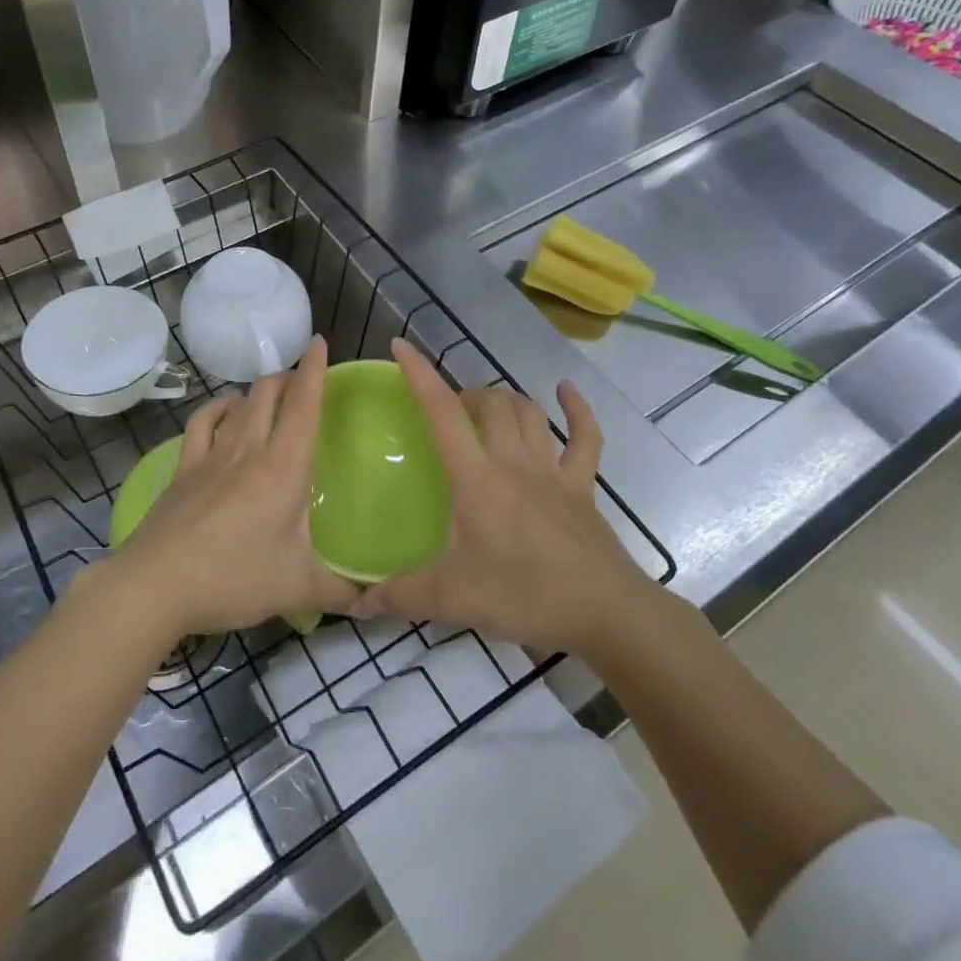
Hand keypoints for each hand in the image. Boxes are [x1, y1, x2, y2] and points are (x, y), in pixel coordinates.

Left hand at [109, 336, 358, 636]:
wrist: (155, 585)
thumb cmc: (234, 578)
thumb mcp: (298, 589)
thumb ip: (342, 592)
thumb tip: (374, 598)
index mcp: (283, 468)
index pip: (304, 406)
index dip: (314, 371)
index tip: (319, 342)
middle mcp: (248, 450)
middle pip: (268, 394)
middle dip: (287, 377)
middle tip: (301, 380)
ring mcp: (211, 456)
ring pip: (238, 405)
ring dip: (257, 391)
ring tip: (269, 392)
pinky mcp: (183, 469)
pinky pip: (202, 424)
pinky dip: (216, 409)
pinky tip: (223, 410)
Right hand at [352, 339, 657, 655]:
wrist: (606, 614)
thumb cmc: (525, 597)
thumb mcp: (453, 598)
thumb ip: (401, 596)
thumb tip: (354, 603)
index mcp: (477, 480)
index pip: (443, 414)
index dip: (420, 375)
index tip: (400, 346)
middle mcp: (515, 463)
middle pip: (491, 404)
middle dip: (465, 395)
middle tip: (448, 414)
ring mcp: (554, 471)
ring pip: (529, 413)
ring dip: (506, 400)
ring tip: (486, 409)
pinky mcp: (584, 487)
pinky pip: (586, 438)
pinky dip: (577, 410)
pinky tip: (566, 392)